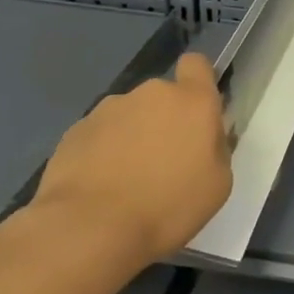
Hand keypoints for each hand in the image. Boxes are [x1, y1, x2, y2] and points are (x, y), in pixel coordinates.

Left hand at [29, 53, 232, 270]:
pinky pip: (100, 135)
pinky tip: (101, 186)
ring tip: (127, 180)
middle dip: (165, 120)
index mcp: (192, 102)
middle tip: (165, 162)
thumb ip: (216, 148)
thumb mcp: (217, 184)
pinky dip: (103, 153)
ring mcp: (108, 110)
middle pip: (163, 96)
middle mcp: (150, 94)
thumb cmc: (168, 206)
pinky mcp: (75, 130)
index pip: (197, 64)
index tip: (197, 111)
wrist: (89, 228)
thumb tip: (205, 137)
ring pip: (130, 116)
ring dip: (133, 137)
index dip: (198, 81)